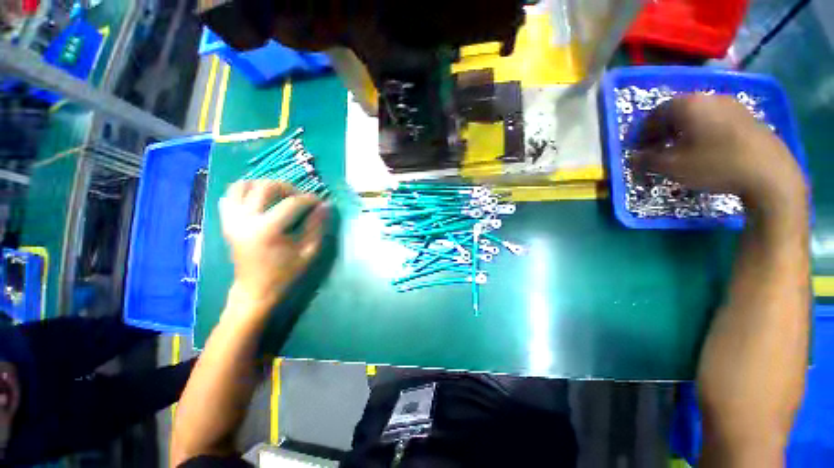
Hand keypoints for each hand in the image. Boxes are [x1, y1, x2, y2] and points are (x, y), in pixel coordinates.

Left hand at [219, 181, 327, 307]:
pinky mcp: (226, 222)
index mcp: (267, 229)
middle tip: (300, 197)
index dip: (310, 199)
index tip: (320, 202)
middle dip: (288, 188)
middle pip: (266, 187)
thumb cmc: (285, 273)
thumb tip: (325, 205)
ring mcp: (232, 219)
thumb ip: (317, 226)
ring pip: (244, 186)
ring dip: (265, 185)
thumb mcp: (309, 251)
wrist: (255, 290)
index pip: (292, 203)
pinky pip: (230, 195)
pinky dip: (245, 191)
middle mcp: (245, 219)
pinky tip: (260, 199)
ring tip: (280, 195)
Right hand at [633, 94, 805, 212]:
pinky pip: (716, 119)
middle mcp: (709, 97)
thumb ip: (648, 159)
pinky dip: (703, 131)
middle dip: (663, 131)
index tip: (640, 150)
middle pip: (676, 112)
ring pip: (697, 115)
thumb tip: (635, 157)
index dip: (643, 134)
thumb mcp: (672, 166)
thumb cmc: (715, 165)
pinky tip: (705, 148)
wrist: (769, 173)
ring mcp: (732, 104)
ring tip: (681, 150)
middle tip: (658, 150)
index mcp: (688, 105)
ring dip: (683, 131)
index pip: (654, 115)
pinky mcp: (747, 116)